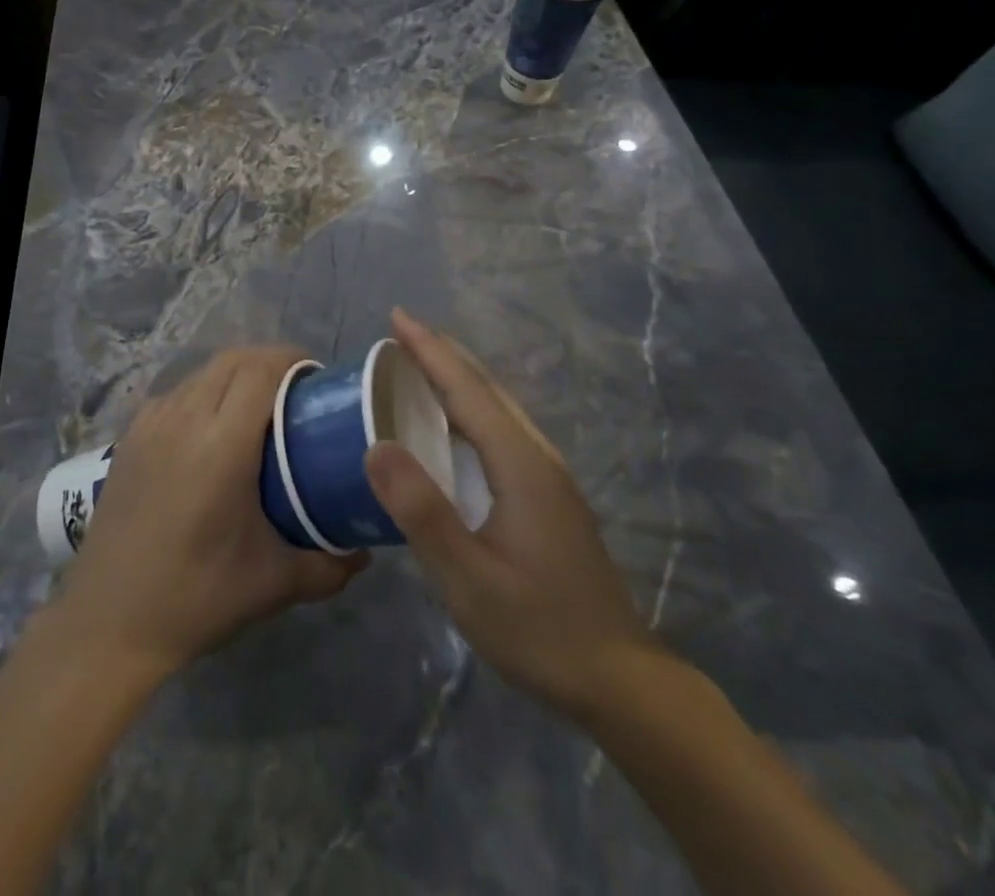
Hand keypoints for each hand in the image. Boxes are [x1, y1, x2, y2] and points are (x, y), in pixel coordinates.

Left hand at [54, 347, 367, 679]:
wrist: (108, 624)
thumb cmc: (196, 598)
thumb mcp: (274, 584)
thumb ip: (329, 566)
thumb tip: (366, 553)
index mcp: (223, 444)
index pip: (261, 370)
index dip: (292, 360)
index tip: (317, 378)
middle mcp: (184, 419)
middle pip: (233, 359)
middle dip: (269, 361)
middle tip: (296, 390)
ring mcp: (151, 424)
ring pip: (202, 372)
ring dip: (235, 374)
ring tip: (258, 406)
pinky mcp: (129, 437)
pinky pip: (176, 393)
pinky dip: (203, 392)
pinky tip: (212, 428)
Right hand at [365, 309, 661, 724]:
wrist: (619, 679)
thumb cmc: (538, 628)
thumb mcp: (468, 578)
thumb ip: (422, 511)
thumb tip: (375, 447)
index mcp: (519, 463)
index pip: (467, 389)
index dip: (430, 350)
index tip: (397, 316)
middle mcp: (537, 456)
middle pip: (486, 388)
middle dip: (443, 354)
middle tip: (400, 332)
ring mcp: (548, 476)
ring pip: (498, 408)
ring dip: (457, 379)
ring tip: (419, 366)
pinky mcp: (548, 496)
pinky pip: (501, 431)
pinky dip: (469, 409)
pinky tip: (452, 427)